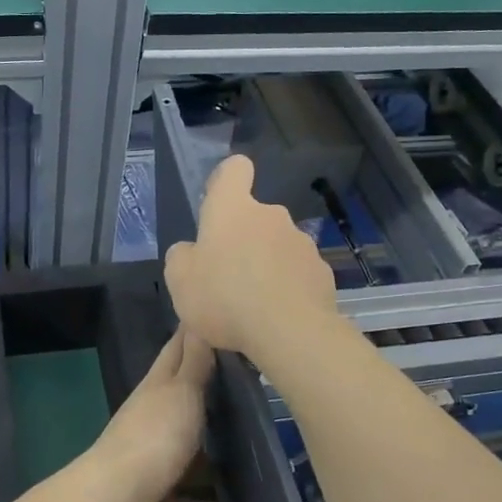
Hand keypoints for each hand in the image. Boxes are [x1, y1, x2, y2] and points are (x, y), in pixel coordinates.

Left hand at [92, 329, 233, 501]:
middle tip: (251, 385)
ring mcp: (154, 459)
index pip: (177, 351)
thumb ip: (194, 362)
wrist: (117, 498)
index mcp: (157, 388)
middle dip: (211, 392)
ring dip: (212, 454)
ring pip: (189, 451)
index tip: (218, 319)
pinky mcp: (158, 497)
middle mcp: (154, 419)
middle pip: (185, 400)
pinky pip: (189, 501)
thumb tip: (197, 319)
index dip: (194, 334)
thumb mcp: (180, 391)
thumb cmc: (154, 435)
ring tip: (250, 451)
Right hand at [164, 154, 338, 361]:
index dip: (226, 180)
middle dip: (243, 240)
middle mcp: (272, 216)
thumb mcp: (179, 280)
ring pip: (278, 247)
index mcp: (233, 209)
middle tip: (227, 278)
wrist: (289, 332)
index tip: (218, 205)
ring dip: (266, 266)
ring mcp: (302, 243)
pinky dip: (288, 288)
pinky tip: (278, 316)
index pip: (234, 169)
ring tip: (253, 305)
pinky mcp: (322, 272)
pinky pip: (298, 274)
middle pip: (255, 217)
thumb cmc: (224, 297)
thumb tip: (192, 251)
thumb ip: (182, 257)